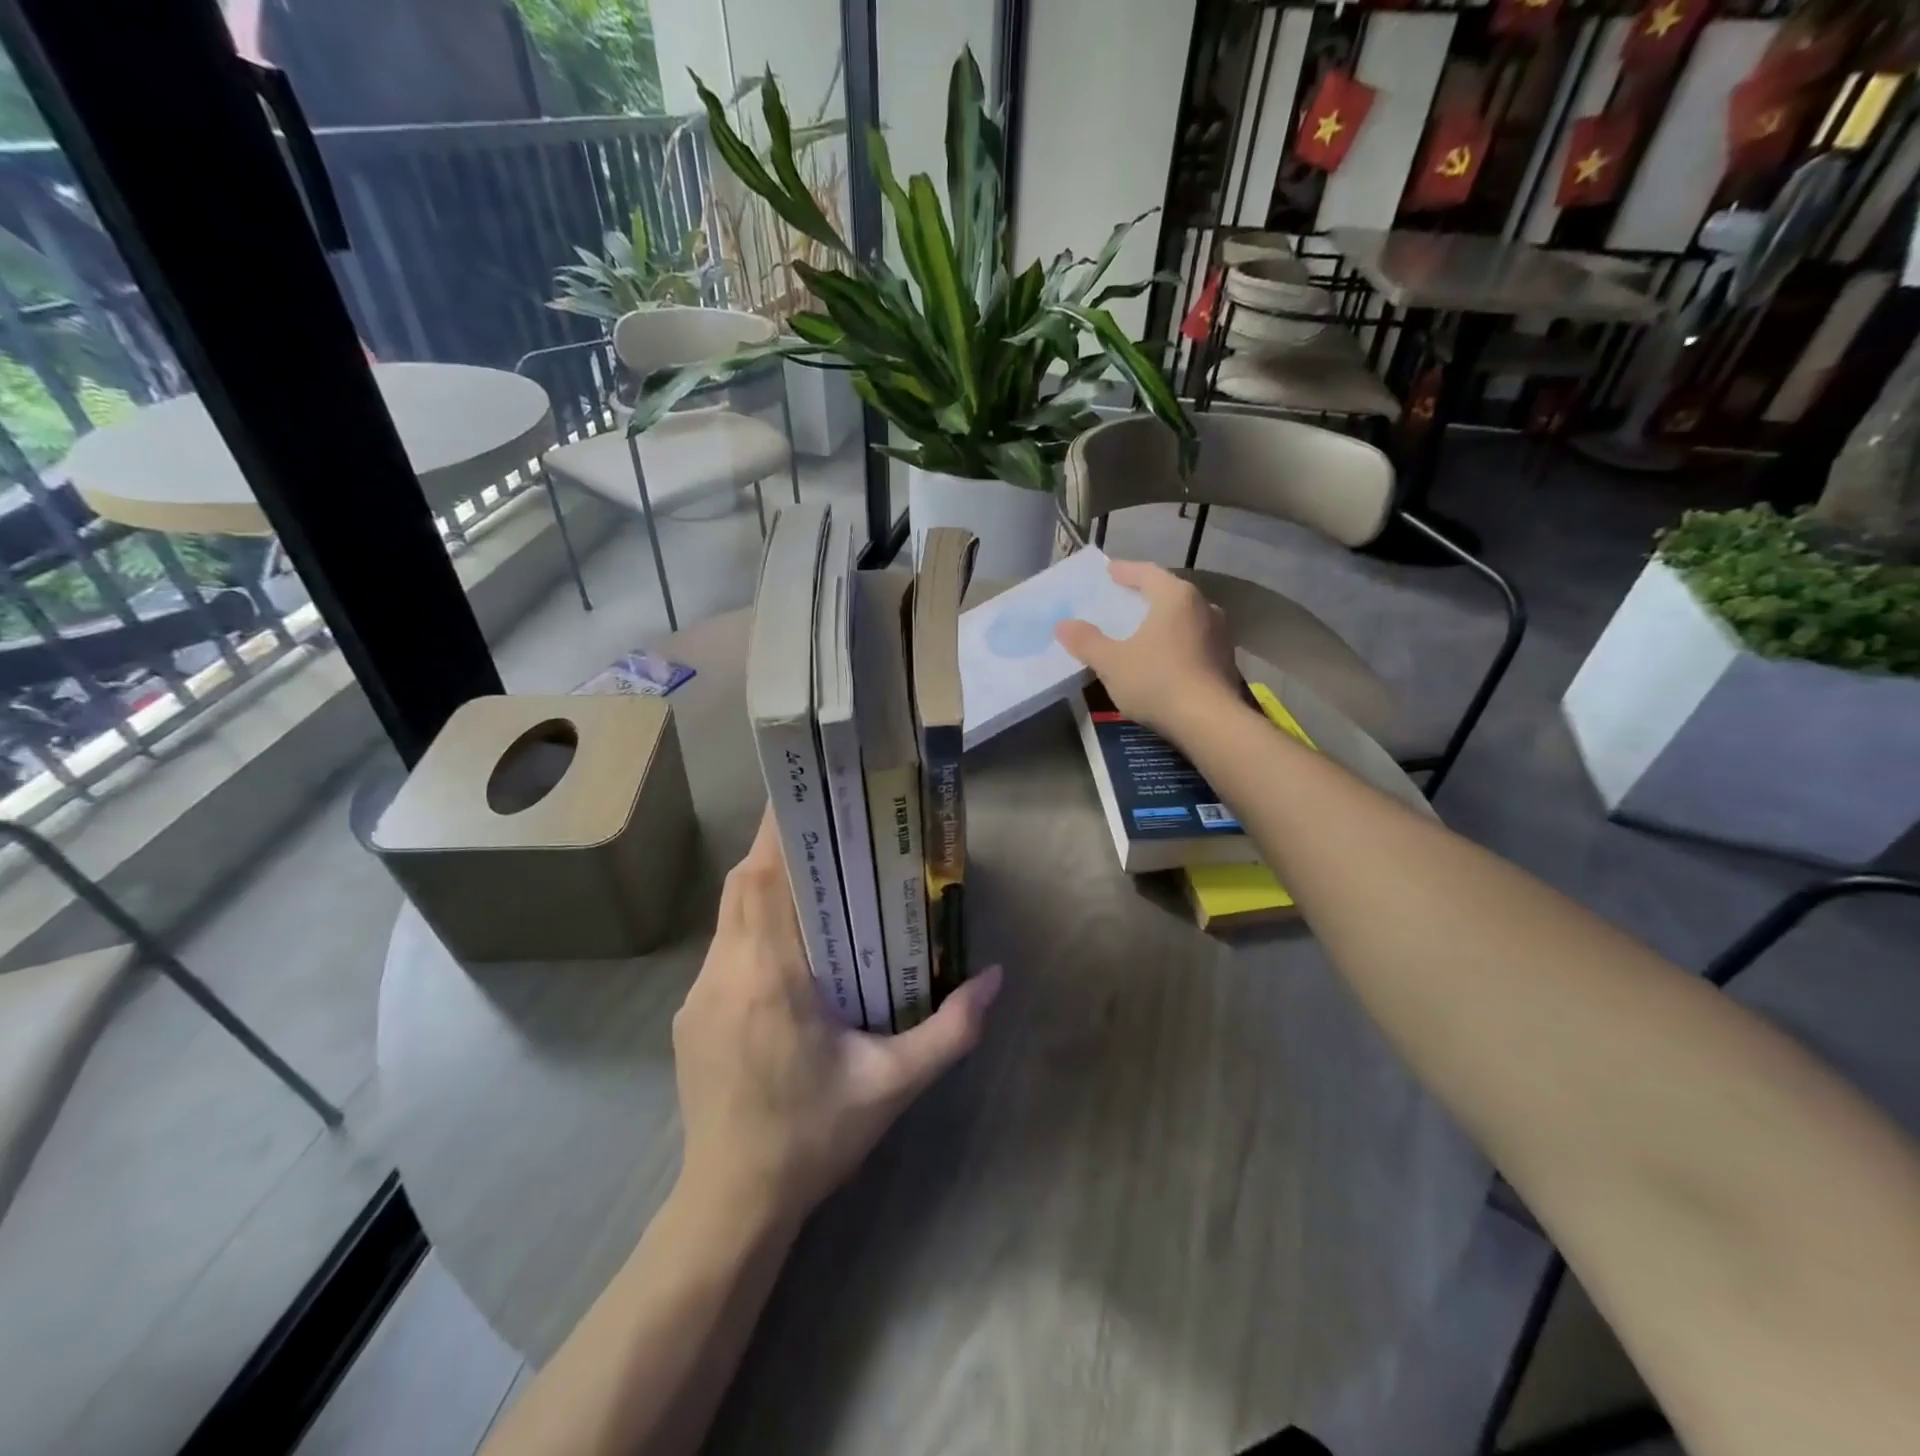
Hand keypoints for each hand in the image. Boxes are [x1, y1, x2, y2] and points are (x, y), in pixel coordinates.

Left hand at [673, 811, 1001, 1228]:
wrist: (731, 1205)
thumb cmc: (813, 1139)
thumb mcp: (892, 1086)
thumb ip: (949, 1031)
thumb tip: (996, 978)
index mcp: (770, 980)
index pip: (762, 881)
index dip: (778, 833)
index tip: (806, 798)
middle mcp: (725, 974)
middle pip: (742, 885)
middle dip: (778, 849)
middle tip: (827, 835)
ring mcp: (699, 994)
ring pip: (728, 912)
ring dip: (765, 885)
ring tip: (815, 881)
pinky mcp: (691, 1014)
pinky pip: (722, 945)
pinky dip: (751, 923)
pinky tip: (788, 946)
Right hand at [1055, 559, 1239, 740]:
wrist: (1210, 722)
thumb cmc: (1157, 681)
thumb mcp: (1111, 662)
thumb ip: (1086, 641)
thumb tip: (1062, 625)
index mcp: (1176, 597)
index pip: (1147, 573)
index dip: (1126, 571)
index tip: (1110, 571)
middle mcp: (1204, 607)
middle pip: (1170, 593)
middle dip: (1147, 595)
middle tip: (1125, 599)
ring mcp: (1220, 634)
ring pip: (1186, 617)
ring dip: (1164, 620)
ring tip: (1144, 629)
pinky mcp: (1226, 660)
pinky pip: (1195, 640)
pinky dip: (1177, 642)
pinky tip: (1164, 657)